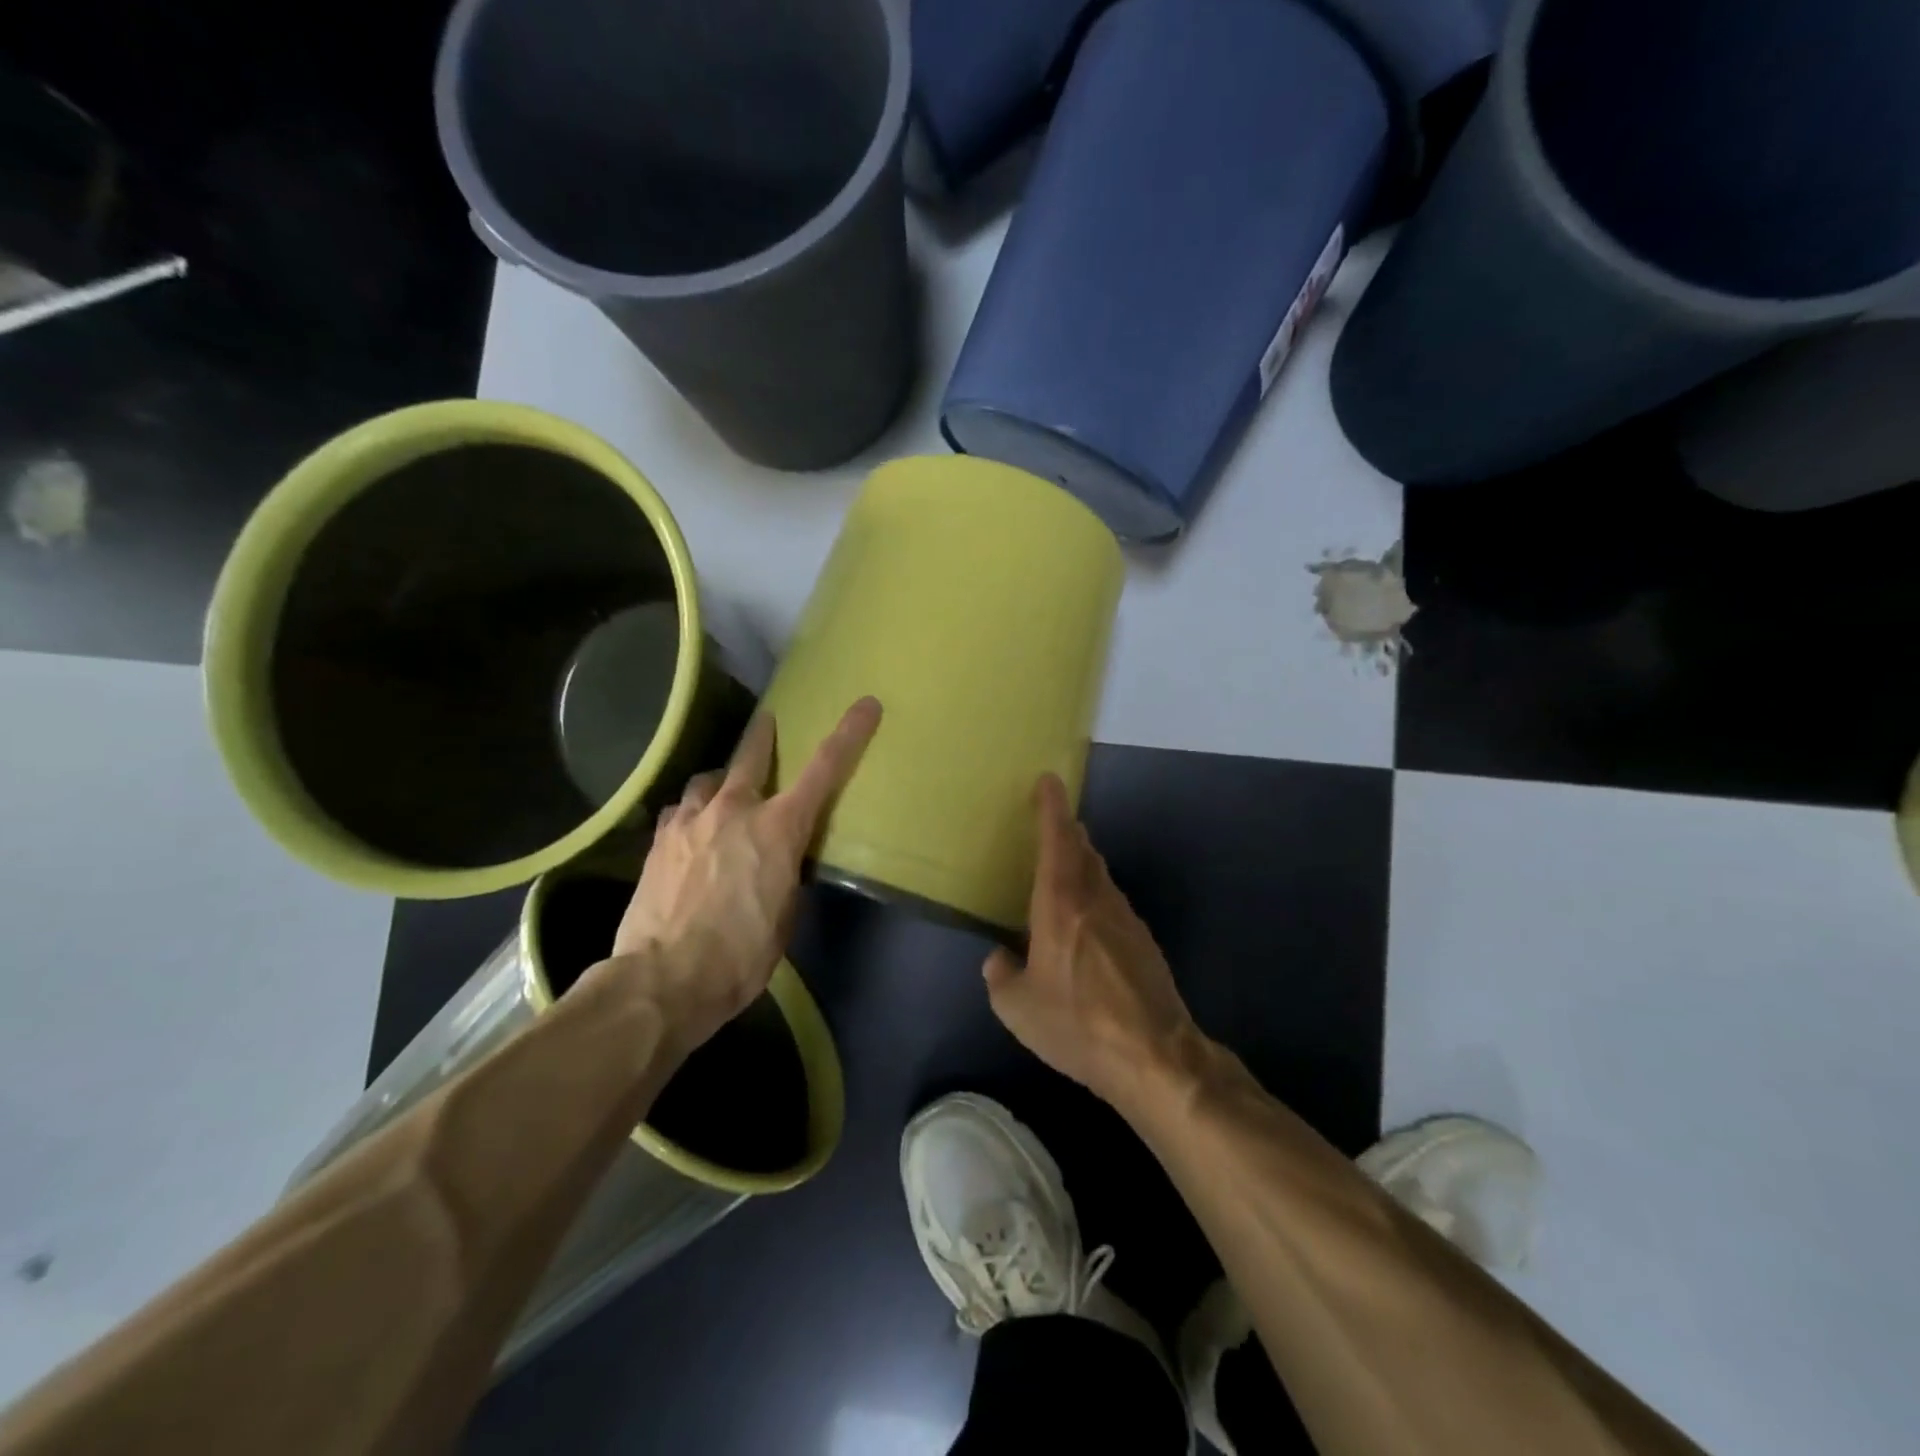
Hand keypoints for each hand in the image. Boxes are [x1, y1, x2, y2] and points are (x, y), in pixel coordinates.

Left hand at [611, 697, 880, 1052]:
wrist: (663, 979)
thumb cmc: (741, 955)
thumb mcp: (785, 917)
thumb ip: (787, 875)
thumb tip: (780, 863)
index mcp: (778, 828)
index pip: (824, 769)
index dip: (849, 734)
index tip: (866, 705)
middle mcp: (734, 810)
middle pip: (752, 754)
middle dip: (764, 734)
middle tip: (767, 720)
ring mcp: (690, 820)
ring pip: (708, 780)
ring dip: (720, 781)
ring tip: (721, 793)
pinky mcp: (658, 840)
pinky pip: (680, 810)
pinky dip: (691, 812)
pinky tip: (689, 828)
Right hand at [983, 774, 1205, 1111]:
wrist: (1153, 1055)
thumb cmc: (1077, 1024)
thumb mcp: (1018, 1009)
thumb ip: (1000, 977)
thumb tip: (999, 959)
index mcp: (1061, 904)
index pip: (1057, 839)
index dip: (1052, 807)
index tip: (1049, 780)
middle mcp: (1096, 899)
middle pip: (1083, 850)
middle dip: (1067, 832)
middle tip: (1051, 825)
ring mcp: (1126, 919)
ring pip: (1100, 876)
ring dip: (1082, 865)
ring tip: (1062, 875)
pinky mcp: (1144, 942)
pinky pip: (1112, 905)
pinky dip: (1095, 899)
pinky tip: (1085, 929)